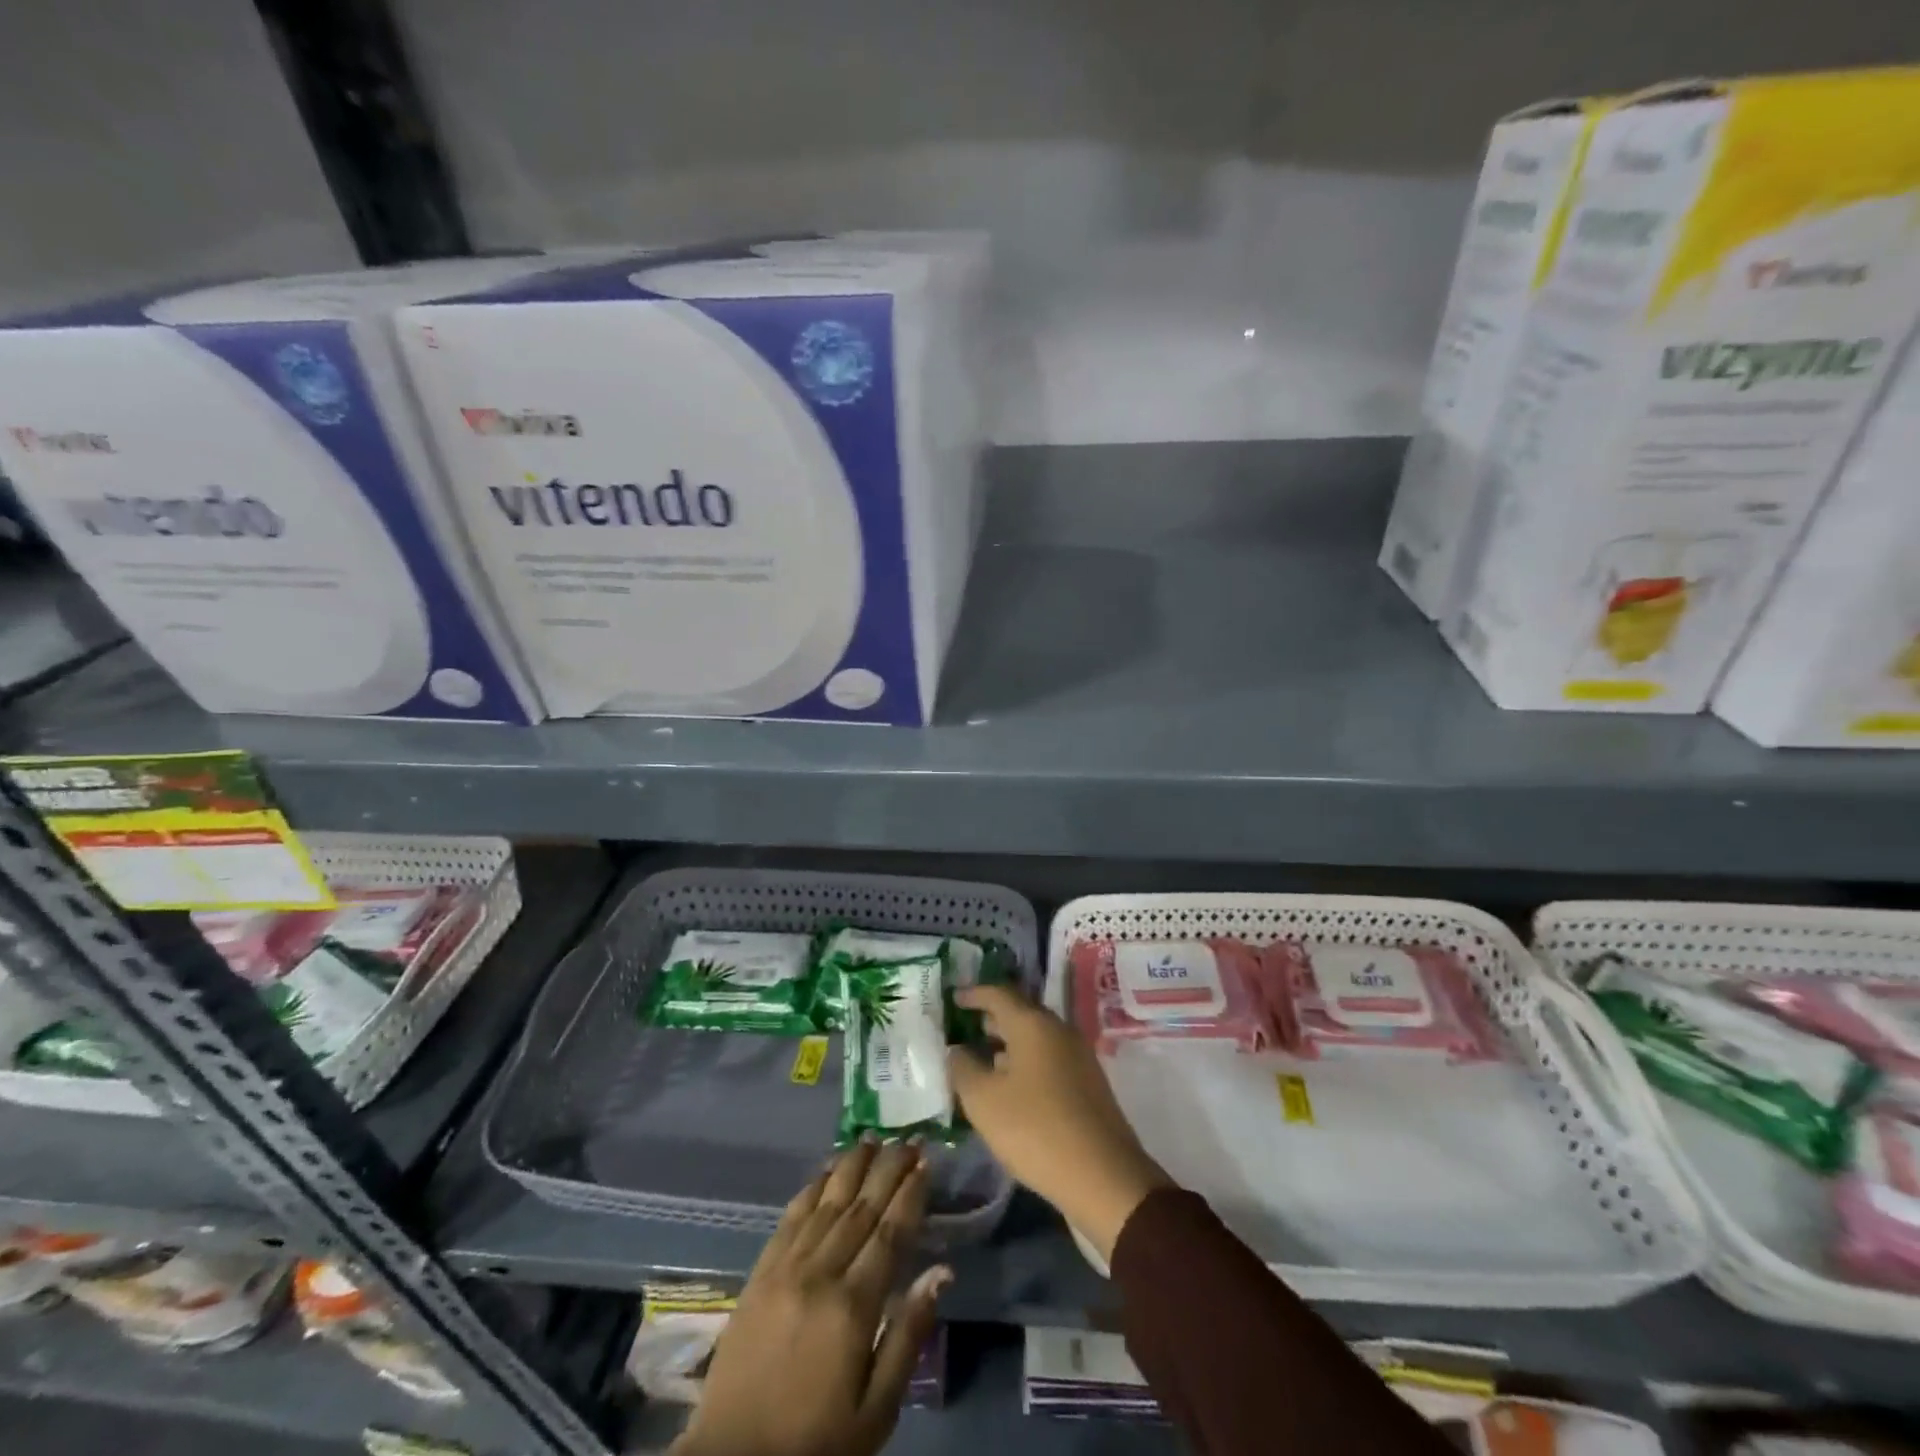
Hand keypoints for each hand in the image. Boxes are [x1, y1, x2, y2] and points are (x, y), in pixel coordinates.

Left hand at [671, 1141, 948, 1455]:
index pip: (890, 1233)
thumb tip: (941, 1273)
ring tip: (873, 1138)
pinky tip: (825, 1170)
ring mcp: (786, 1268)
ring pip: (827, 1203)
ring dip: (851, 1167)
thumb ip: (908, 1337)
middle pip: (861, 1208)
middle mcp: (821, 1273)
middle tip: (908, 1139)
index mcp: (853, 1307)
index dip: (910, 1194)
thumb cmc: (816, 1442)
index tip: (926, 1162)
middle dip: (888, 1169)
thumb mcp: (875, 1411)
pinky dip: (812, 1188)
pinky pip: (790, 1218)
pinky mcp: (760, 1273)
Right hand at [947, 984, 1169, 1260]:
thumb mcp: (984, 1101)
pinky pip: (1049, 1057)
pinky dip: (1026, 1061)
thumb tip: (957, 1050)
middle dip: (992, 1017)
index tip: (954, 998)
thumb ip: (963, 1069)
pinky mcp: (1088, 1082)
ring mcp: (1078, 1055)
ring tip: (983, 1057)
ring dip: (1009, 1042)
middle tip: (965, 1026)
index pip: (999, 994)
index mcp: (1033, 1024)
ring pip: (1036, 1036)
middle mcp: (1059, 1030)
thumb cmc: (1036, 1130)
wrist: (1104, 1176)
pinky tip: (1012, 1086)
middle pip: (1020, 1012)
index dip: (974, 994)